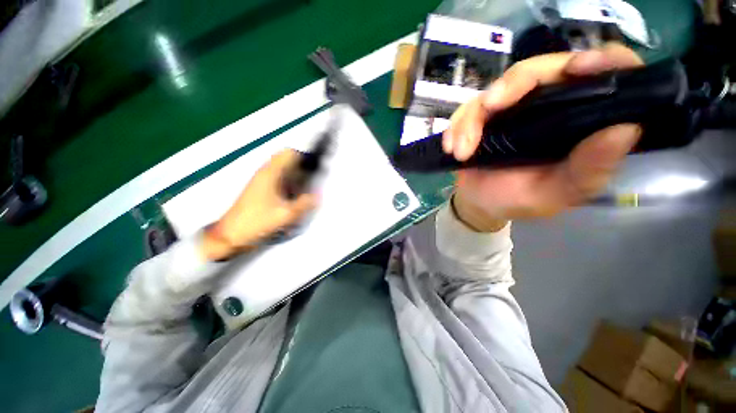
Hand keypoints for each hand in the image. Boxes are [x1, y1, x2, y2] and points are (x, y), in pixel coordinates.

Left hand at [201, 149, 317, 260]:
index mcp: (271, 173)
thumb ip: (304, 204)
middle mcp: (265, 172)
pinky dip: (289, 181)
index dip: (304, 158)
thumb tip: (318, 196)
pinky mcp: (260, 187)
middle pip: (287, 159)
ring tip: (303, 189)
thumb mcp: (286, 215)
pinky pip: (279, 177)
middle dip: (301, 168)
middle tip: (309, 182)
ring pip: (283, 169)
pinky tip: (292, 195)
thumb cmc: (258, 221)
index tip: (313, 171)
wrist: (232, 234)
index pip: (289, 153)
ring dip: (295, 175)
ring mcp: (261, 179)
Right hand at [444, 43, 642, 231]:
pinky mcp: (482, 118)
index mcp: (579, 121)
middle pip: (538, 70)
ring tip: (462, 151)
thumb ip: (589, 169)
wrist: (481, 204)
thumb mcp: (558, 193)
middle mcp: (548, 105)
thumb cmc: (520, 200)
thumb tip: (625, 129)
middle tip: (491, 108)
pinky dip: (455, 127)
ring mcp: (511, 109)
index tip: (579, 68)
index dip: (599, 62)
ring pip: (494, 89)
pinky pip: (466, 110)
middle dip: (512, 85)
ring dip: (472, 119)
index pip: (603, 74)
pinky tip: (452, 148)